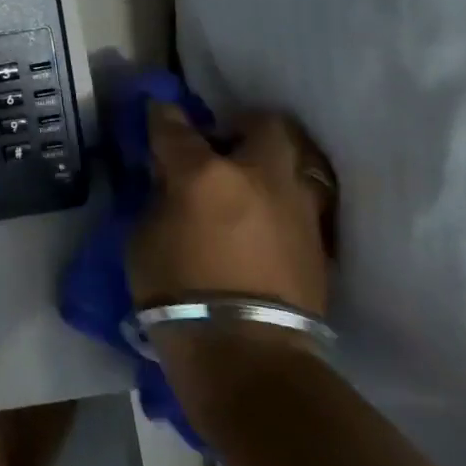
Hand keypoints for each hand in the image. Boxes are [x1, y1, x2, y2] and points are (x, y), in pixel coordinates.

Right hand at [129, 105, 334, 405]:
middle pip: (264, 124)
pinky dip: (284, 199)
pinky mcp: (320, 240)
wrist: (247, 354)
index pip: (175, 126)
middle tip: (222, 145)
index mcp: (203, 174)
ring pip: (297, 160)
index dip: (162, 115)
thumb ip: (160, 197)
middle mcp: (258, 177)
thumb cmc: (176, 291)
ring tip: (250, 183)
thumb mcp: (144, 237)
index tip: (158, 111)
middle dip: (242, 125)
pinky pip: (305, 200)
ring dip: (272, 163)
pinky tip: (267, 218)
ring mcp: (297, 207)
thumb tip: (171, 180)